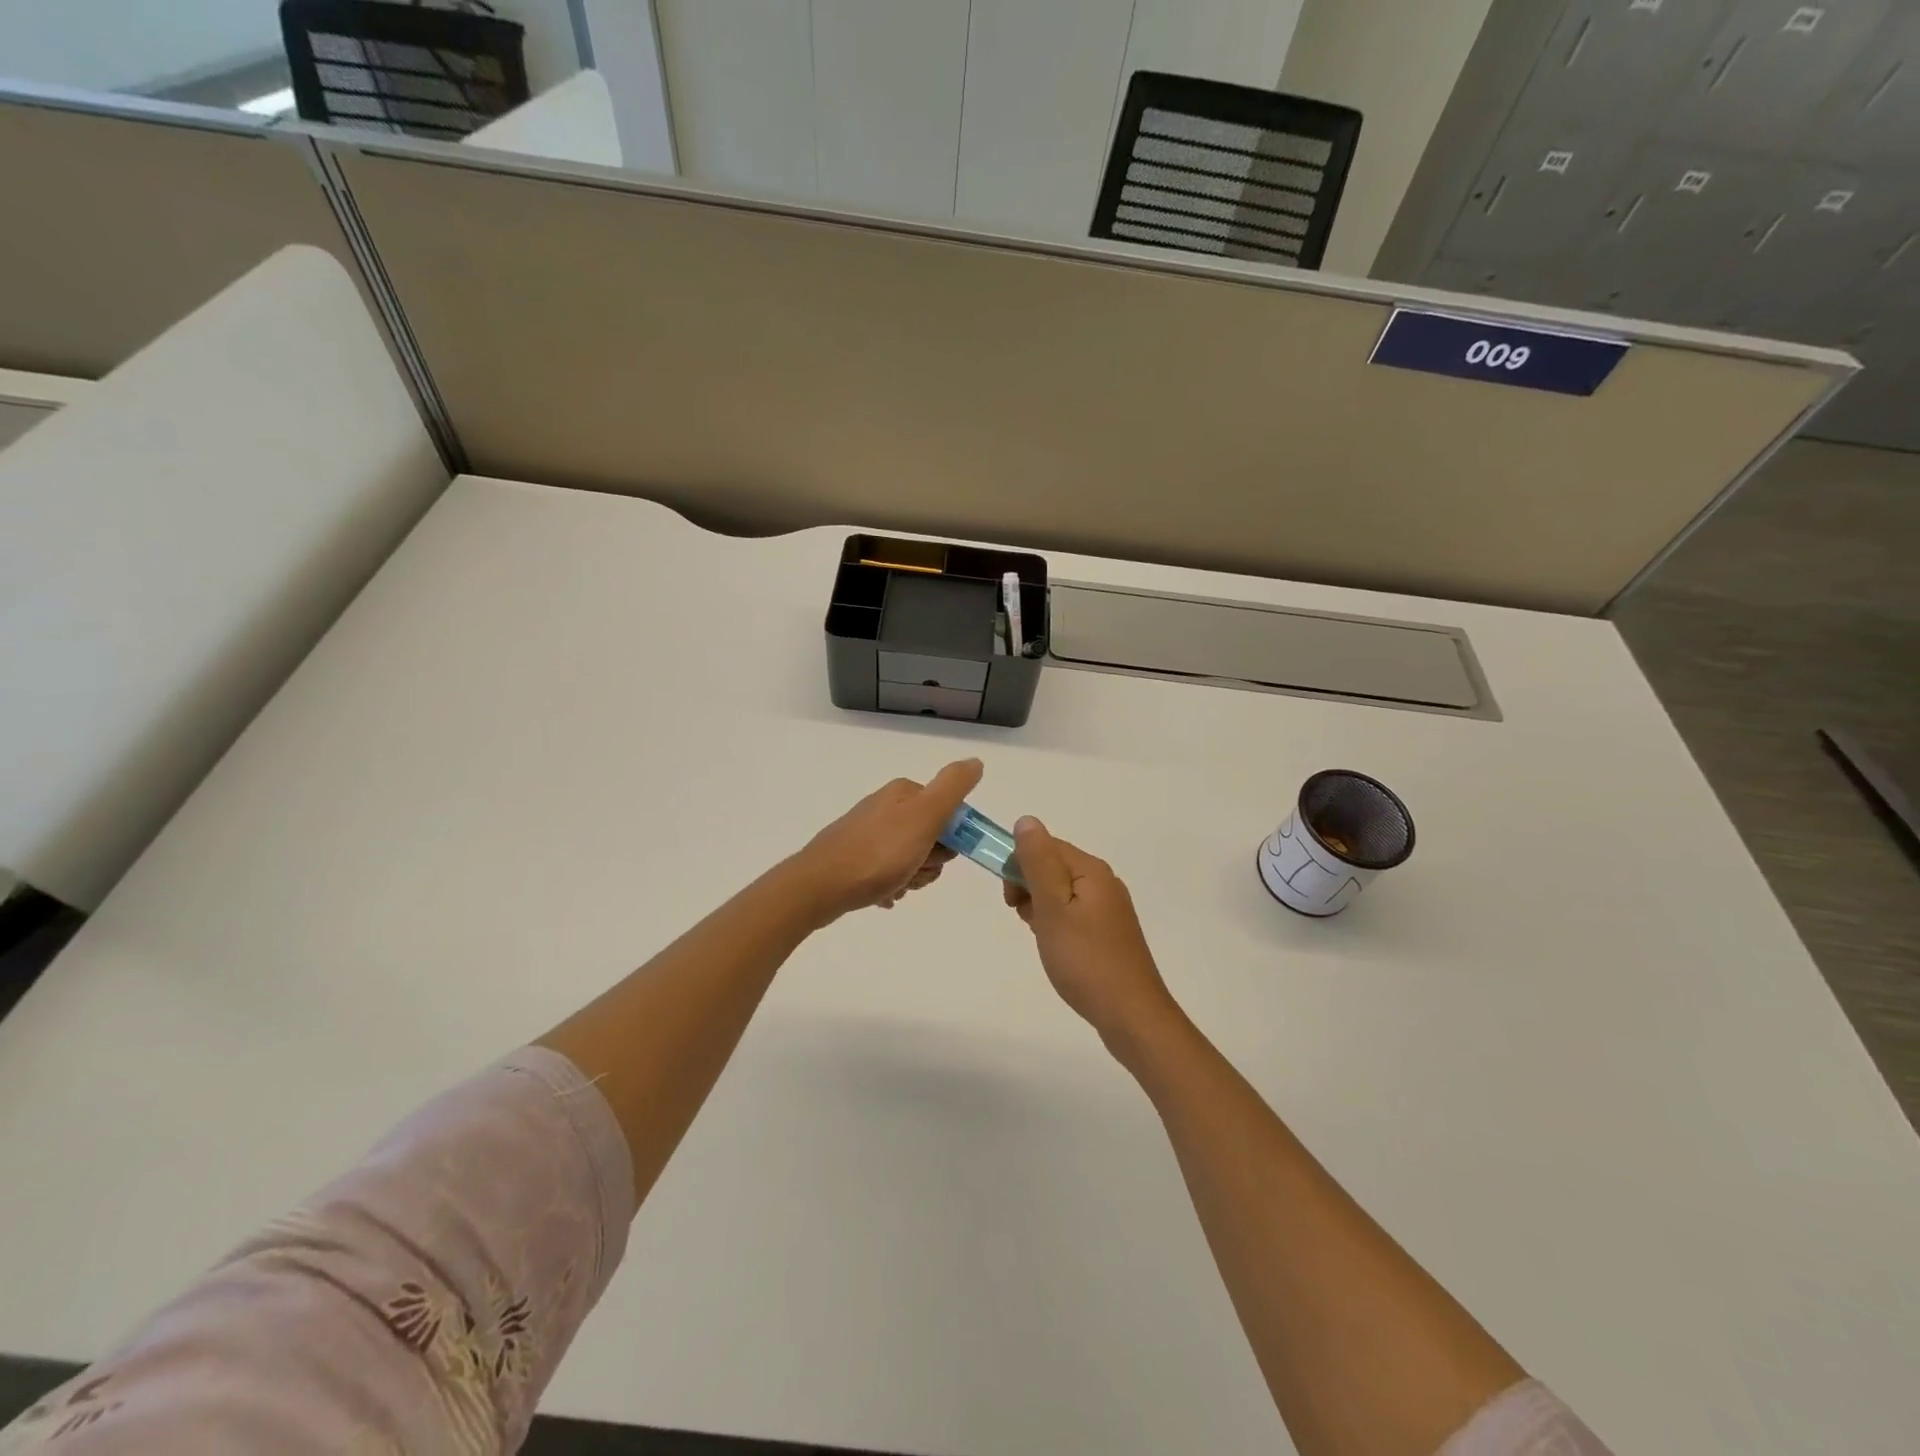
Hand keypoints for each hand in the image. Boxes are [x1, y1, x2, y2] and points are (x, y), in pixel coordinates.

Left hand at [792, 759, 982, 923]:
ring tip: (894, 886)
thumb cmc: (878, 853)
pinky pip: (889, 872)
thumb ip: (953, 788)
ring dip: (911, 877)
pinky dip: (892, 886)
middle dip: (930, 863)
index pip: (949, 814)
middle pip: (932, 838)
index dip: (951, 841)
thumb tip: (976, 761)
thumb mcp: (924, 816)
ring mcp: (869, 832)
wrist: (819, 886)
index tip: (934, 856)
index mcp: (905, 793)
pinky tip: (883, 895)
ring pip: (912, 858)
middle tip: (912, 872)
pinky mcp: (856, 857)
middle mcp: (887, 806)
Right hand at [1003, 817, 1178, 1046]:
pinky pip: (1072, 912)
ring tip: (1038, 935)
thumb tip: (1026, 820)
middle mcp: (1103, 882)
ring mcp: (1108, 908)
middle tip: (1023, 917)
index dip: (1019, 864)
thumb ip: (1038, 862)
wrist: (1130, 1014)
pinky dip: (1055, 921)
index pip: (1045, 845)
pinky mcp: (1108, 932)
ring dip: (1039, 905)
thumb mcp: (1053, 908)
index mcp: (1091, 870)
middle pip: (1053, 865)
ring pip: (1061, 891)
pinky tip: (1052, 944)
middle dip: (1028, 885)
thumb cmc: (1085, 960)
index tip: (1009, 898)